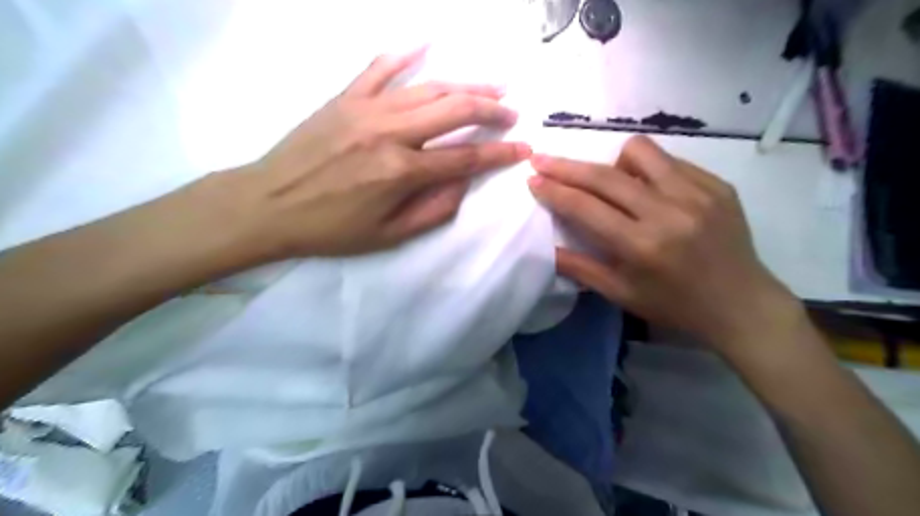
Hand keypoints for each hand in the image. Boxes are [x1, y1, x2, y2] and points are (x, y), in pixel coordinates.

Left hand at [218, 46, 527, 260]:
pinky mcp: (345, 98)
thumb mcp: (389, 236)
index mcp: (402, 171)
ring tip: (492, 85)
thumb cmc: (331, 229)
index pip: (466, 157)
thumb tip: (464, 183)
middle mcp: (390, 132)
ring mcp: (366, 109)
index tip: (523, 148)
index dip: (499, 153)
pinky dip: (405, 54)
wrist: (268, 205)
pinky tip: (427, 43)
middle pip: (454, 110)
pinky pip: (379, 67)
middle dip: (491, 109)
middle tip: (512, 112)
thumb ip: (434, 210)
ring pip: (428, 87)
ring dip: (465, 85)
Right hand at [528, 135, 802, 354]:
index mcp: (642, 246)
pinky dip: (649, 171)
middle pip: (604, 176)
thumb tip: (546, 247)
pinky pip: (670, 161)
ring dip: (613, 164)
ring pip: (639, 152)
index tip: (532, 178)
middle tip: (543, 160)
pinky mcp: (717, 184)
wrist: (741, 305)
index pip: (585, 207)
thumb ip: (580, 268)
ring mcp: (697, 193)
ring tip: (613, 184)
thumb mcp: (621, 295)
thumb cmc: (675, 306)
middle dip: (567, 166)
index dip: (554, 190)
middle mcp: (668, 212)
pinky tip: (651, 192)